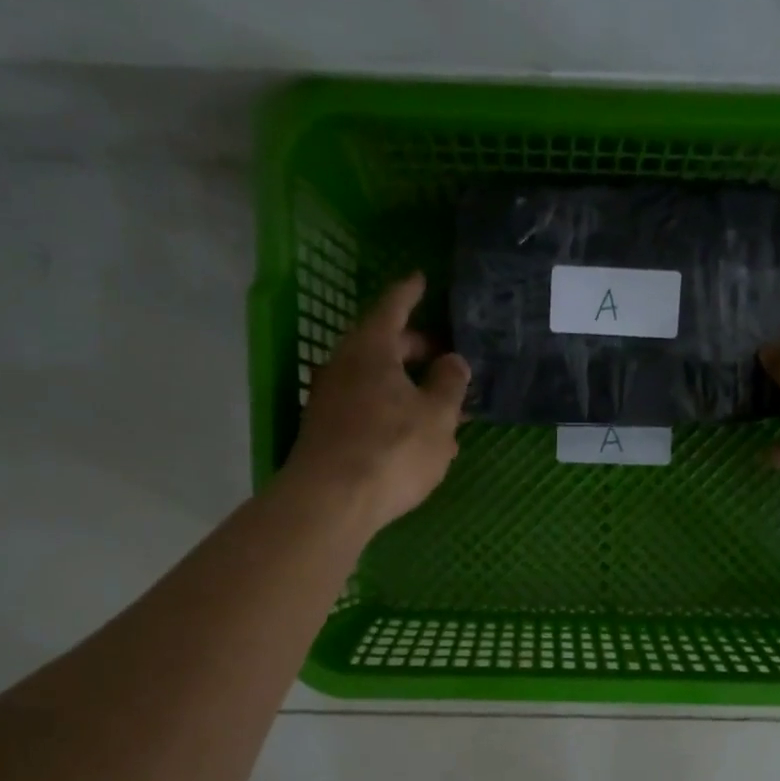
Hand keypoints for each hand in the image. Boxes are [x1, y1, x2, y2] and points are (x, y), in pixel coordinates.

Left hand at [285, 272, 469, 534]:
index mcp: (371, 349)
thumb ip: (450, 384)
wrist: (331, 501)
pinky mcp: (326, 432)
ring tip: (438, 406)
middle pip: (381, 345)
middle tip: (442, 356)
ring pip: (375, 381)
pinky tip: (412, 436)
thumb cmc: (392, 449)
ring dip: (406, 387)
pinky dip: (391, 411)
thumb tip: (453, 361)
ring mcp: (330, 400)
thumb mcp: (437, 416)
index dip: (409, 293)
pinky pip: (365, 408)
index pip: (392, 307)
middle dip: (414, 348)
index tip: (420, 279)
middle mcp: (344, 365)